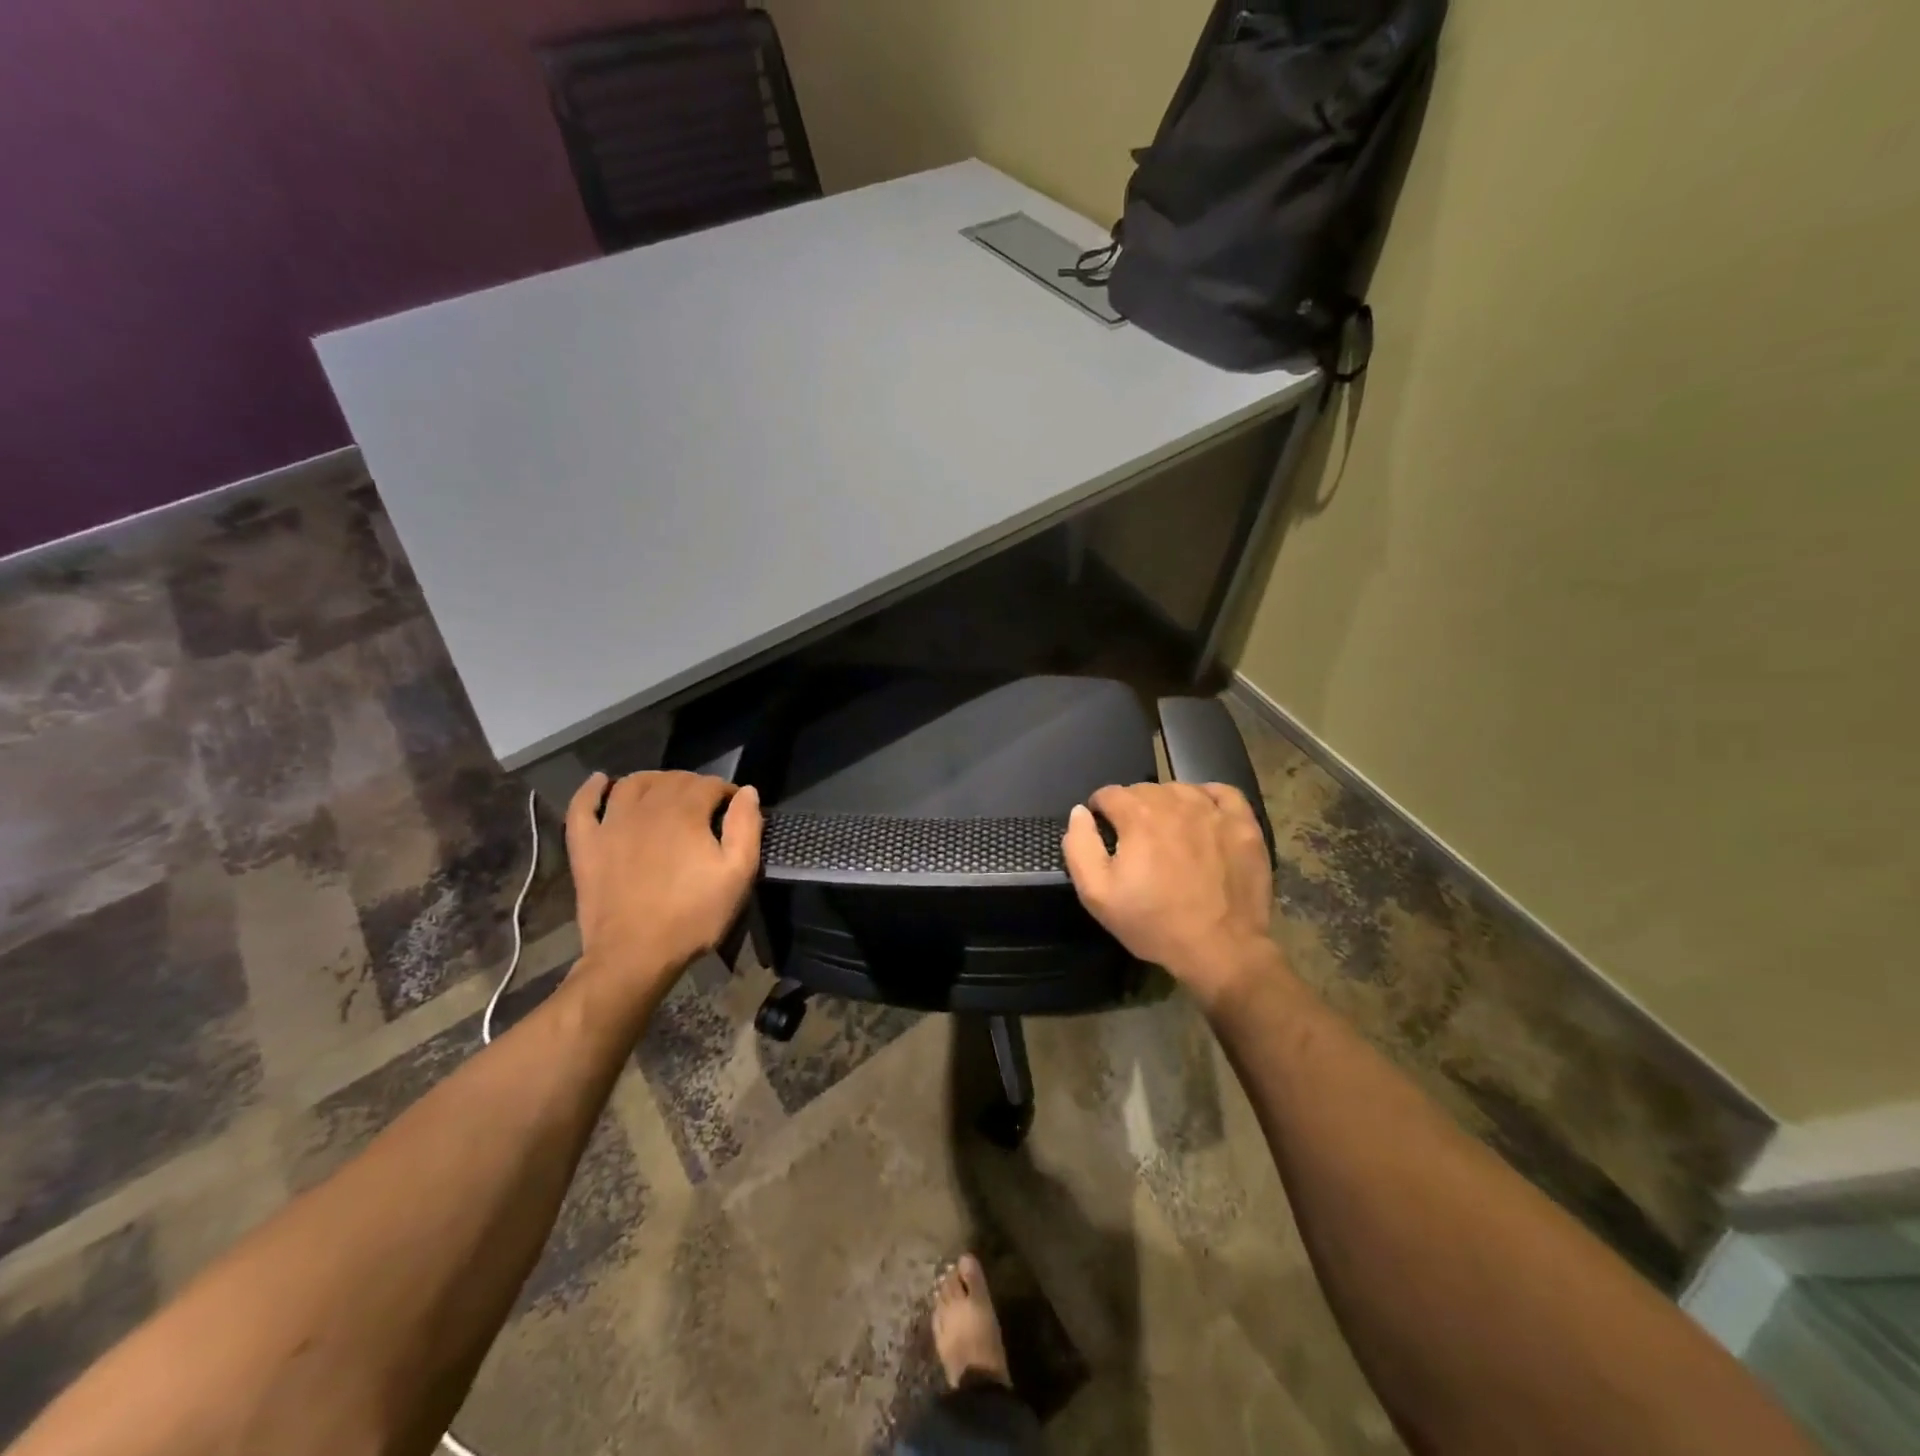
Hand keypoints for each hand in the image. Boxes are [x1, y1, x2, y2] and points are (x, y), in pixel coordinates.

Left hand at [565, 771, 762, 997]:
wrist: (634, 955)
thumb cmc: (692, 915)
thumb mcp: (737, 874)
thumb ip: (746, 827)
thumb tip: (747, 792)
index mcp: (685, 812)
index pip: (709, 784)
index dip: (726, 792)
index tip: (735, 810)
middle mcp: (646, 807)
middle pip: (672, 780)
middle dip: (693, 785)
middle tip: (705, 807)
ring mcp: (610, 824)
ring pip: (631, 784)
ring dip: (652, 780)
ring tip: (664, 791)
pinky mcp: (586, 845)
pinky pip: (582, 807)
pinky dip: (590, 790)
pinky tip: (600, 782)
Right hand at [1062, 782, 1276, 1006]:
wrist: (1222, 949)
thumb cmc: (1154, 923)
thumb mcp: (1097, 894)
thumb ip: (1080, 846)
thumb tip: (1079, 812)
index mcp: (1138, 816)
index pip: (1108, 794)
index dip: (1100, 812)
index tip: (1104, 835)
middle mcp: (1175, 802)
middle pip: (1143, 790)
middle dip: (1132, 809)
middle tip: (1135, 843)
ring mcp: (1214, 811)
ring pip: (1179, 789)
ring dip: (1166, 804)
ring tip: (1167, 834)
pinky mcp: (1244, 824)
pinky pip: (1222, 793)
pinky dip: (1206, 798)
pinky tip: (1202, 816)